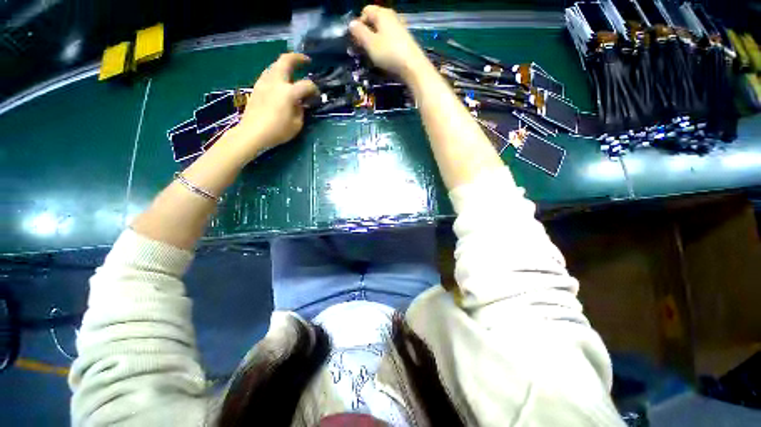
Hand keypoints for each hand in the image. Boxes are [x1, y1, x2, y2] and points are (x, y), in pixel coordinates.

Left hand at [234, 53, 318, 157]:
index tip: (317, 96)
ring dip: (285, 65)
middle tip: (306, 61)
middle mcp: (276, 82)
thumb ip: (300, 111)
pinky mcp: (257, 87)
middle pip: (286, 61)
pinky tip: (280, 82)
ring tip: (292, 72)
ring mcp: (264, 82)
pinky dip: (277, 73)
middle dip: (297, 58)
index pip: (307, 85)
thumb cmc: (278, 131)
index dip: (315, 89)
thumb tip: (299, 103)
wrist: (252, 133)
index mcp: (288, 92)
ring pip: (275, 65)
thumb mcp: (297, 124)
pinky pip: (268, 74)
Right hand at [348, 6, 428, 79]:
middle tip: (363, 50)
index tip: (357, 41)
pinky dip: (384, 47)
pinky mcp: (405, 41)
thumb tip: (351, 24)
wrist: (413, 67)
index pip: (365, 11)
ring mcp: (400, 28)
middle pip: (374, 22)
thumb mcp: (370, 43)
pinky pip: (390, 40)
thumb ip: (359, 32)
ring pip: (382, 32)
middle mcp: (392, 17)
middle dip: (366, 34)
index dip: (359, 25)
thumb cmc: (389, 53)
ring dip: (375, 43)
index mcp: (382, 13)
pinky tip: (385, 58)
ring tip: (373, 56)